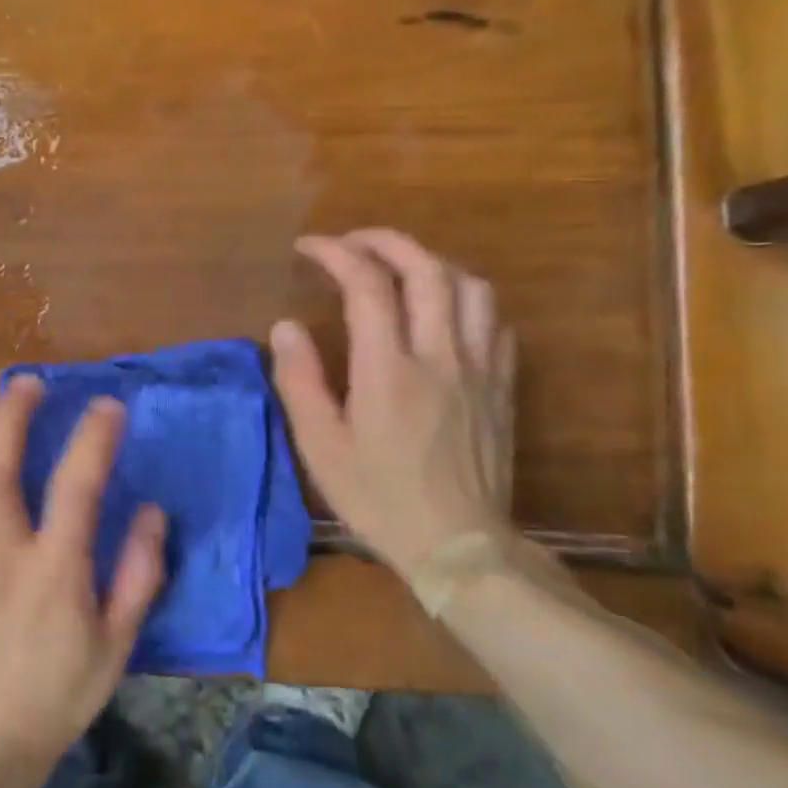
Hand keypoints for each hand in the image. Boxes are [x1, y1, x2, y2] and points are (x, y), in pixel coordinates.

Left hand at [0, 376, 166, 774]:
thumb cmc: (64, 690)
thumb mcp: (120, 641)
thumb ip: (140, 574)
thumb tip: (153, 511)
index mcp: (54, 570)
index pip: (75, 488)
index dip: (93, 439)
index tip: (109, 405)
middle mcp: (2, 553)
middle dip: (10, 415)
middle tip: (29, 384)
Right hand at [268, 229, 515, 577]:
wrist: (458, 546)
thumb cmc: (378, 497)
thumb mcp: (320, 447)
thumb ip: (300, 380)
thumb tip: (286, 326)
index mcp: (389, 370)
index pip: (367, 285)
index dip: (336, 253)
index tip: (308, 247)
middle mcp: (440, 356)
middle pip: (426, 269)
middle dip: (385, 241)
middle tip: (351, 242)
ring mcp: (479, 368)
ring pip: (469, 286)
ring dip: (430, 263)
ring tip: (398, 268)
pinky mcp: (501, 385)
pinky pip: (494, 320)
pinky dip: (464, 297)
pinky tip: (443, 309)